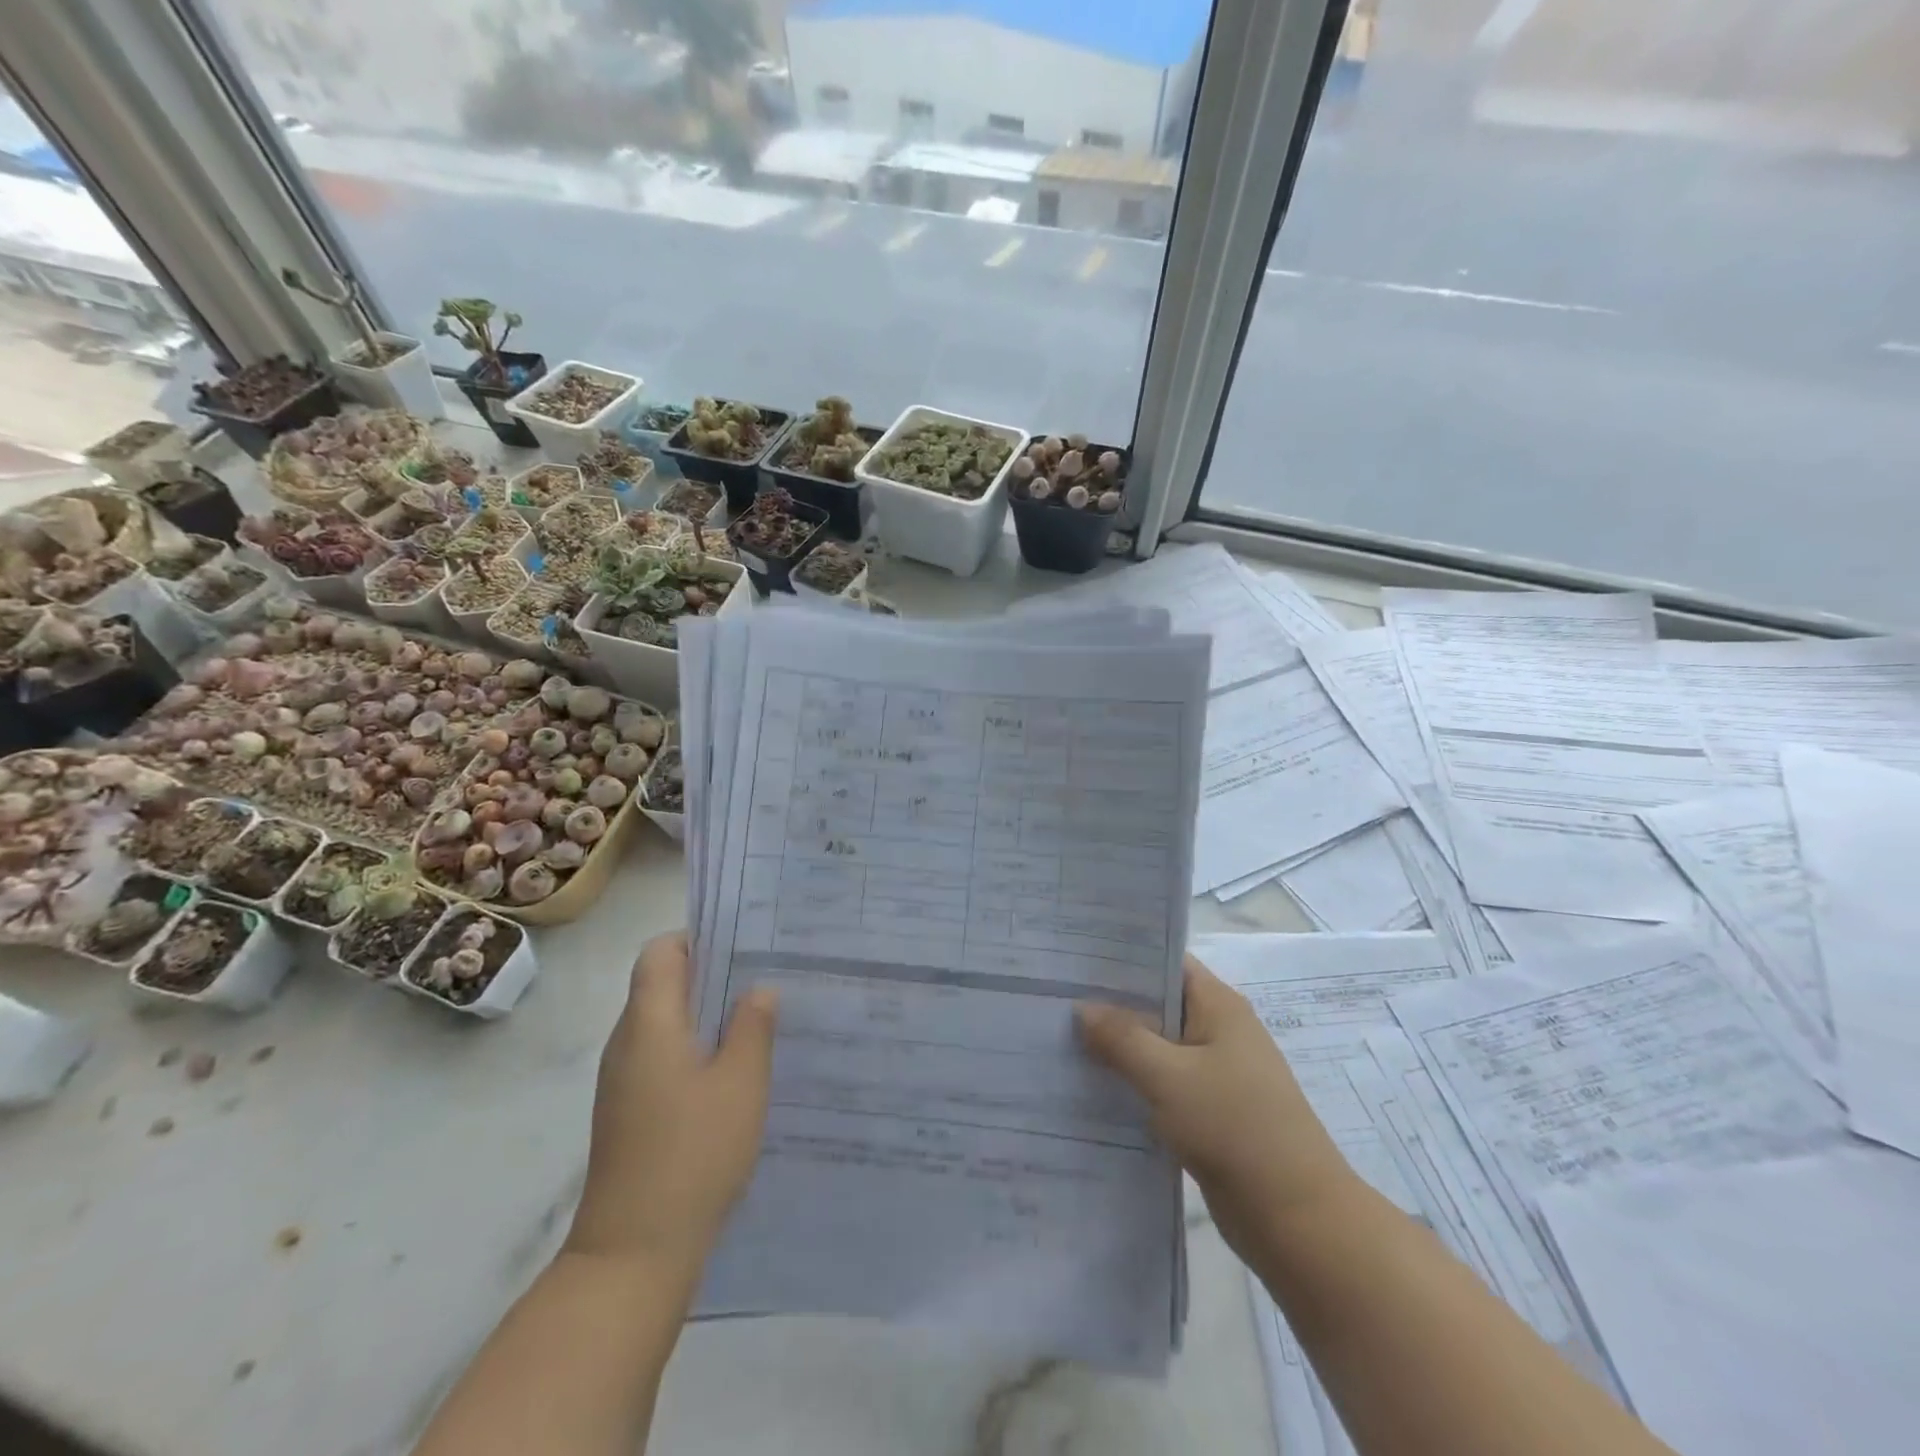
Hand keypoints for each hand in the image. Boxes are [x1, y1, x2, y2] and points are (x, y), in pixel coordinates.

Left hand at [566, 933, 777, 1274]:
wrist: (633, 1253)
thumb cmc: (693, 1153)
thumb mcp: (741, 1083)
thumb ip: (752, 1027)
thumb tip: (758, 989)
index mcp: (649, 1023)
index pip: (661, 952)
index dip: (699, 939)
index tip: (744, 946)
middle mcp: (627, 1042)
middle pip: (662, 984)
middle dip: (712, 975)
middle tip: (766, 977)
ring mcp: (623, 1080)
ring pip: (665, 1023)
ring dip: (707, 1014)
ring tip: (759, 1019)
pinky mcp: (629, 1111)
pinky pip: (663, 1057)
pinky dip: (696, 1049)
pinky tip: (735, 1071)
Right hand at [1076, 956, 1356, 1257]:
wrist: (1297, 1219)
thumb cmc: (1234, 1128)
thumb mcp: (1168, 1076)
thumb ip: (1122, 1038)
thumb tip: (1082, 1008)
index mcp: (1219, 1006)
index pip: (1166, 962)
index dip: (1122, 958)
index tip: (1075, 959)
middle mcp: (1220, 1030)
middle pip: (1158, 1003)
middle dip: (1112, 1003)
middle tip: (1056, 998)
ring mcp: (1217, 1073)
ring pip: (1158, 1046)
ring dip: (1120, 1046)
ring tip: (1062, 1039)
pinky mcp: (1211, 1111)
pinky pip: (1164, 1083)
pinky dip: (1134, 1081)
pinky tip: (1094, 1087)